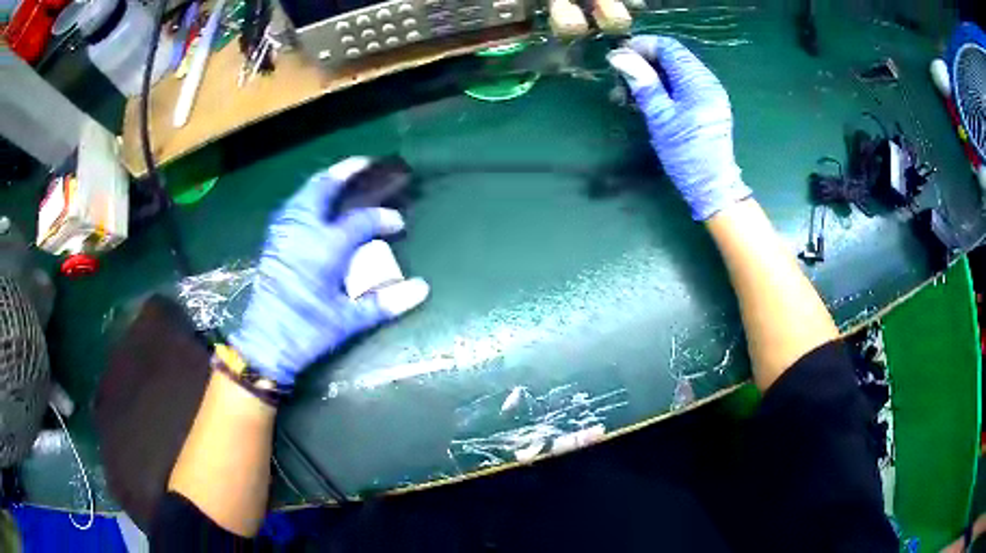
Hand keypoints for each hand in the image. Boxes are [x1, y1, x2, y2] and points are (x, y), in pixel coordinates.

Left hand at [231, 157, 429, 385]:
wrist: (265, 342)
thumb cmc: (307, 331)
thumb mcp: (348, 320)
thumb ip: (385, 302)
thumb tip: (423, 289)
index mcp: (325, 248)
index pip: (361, 221)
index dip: (383, 218)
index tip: (397, 222)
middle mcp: (303, 231)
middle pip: (323, 188)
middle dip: (345, 172)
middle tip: (365, 164)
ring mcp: (284, 233)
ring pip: (304, 194)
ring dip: (324, 182)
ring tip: (341, 178)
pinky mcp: (273, 242)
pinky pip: (292, 207)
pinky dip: (307, 197)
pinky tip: (314, 204)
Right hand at [607, 36, 750, 220]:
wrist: (713, 187)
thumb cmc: (686, 155)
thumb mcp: (660, 118)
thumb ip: (642, 83)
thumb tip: (618, 55)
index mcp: (698, 81)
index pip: (668, 47)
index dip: (641, 46)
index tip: (617, 58)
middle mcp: (707, 81)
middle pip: (672, 56)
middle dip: (644, 62)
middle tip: (619, 79)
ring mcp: (709, 93)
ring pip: (675, 70)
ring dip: (650, 76)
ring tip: (627, 94)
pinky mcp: (707, 105)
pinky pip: (682, 84)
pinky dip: (662, 87)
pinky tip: (646, 101)